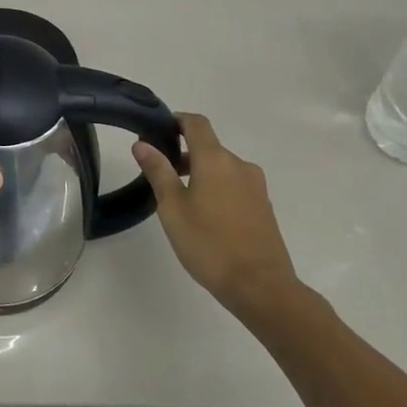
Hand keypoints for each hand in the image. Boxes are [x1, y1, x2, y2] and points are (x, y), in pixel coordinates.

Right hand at [133, 113, 296, 310]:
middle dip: (183, 153)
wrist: (261, 286)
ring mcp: (256, 186)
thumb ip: (158, 171)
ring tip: (179, 199)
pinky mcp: (263, 207)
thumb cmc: (209, 243)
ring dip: (200, 173)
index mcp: (216, 159)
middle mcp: (239, 165)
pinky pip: (235, 185)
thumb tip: (142, 143)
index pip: (196, 124)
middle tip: (159, 173)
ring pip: (222, 168)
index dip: (176, 120)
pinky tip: (204, 215)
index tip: (157, 130)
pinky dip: (216, 188)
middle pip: (209, 147)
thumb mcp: (172, 207)